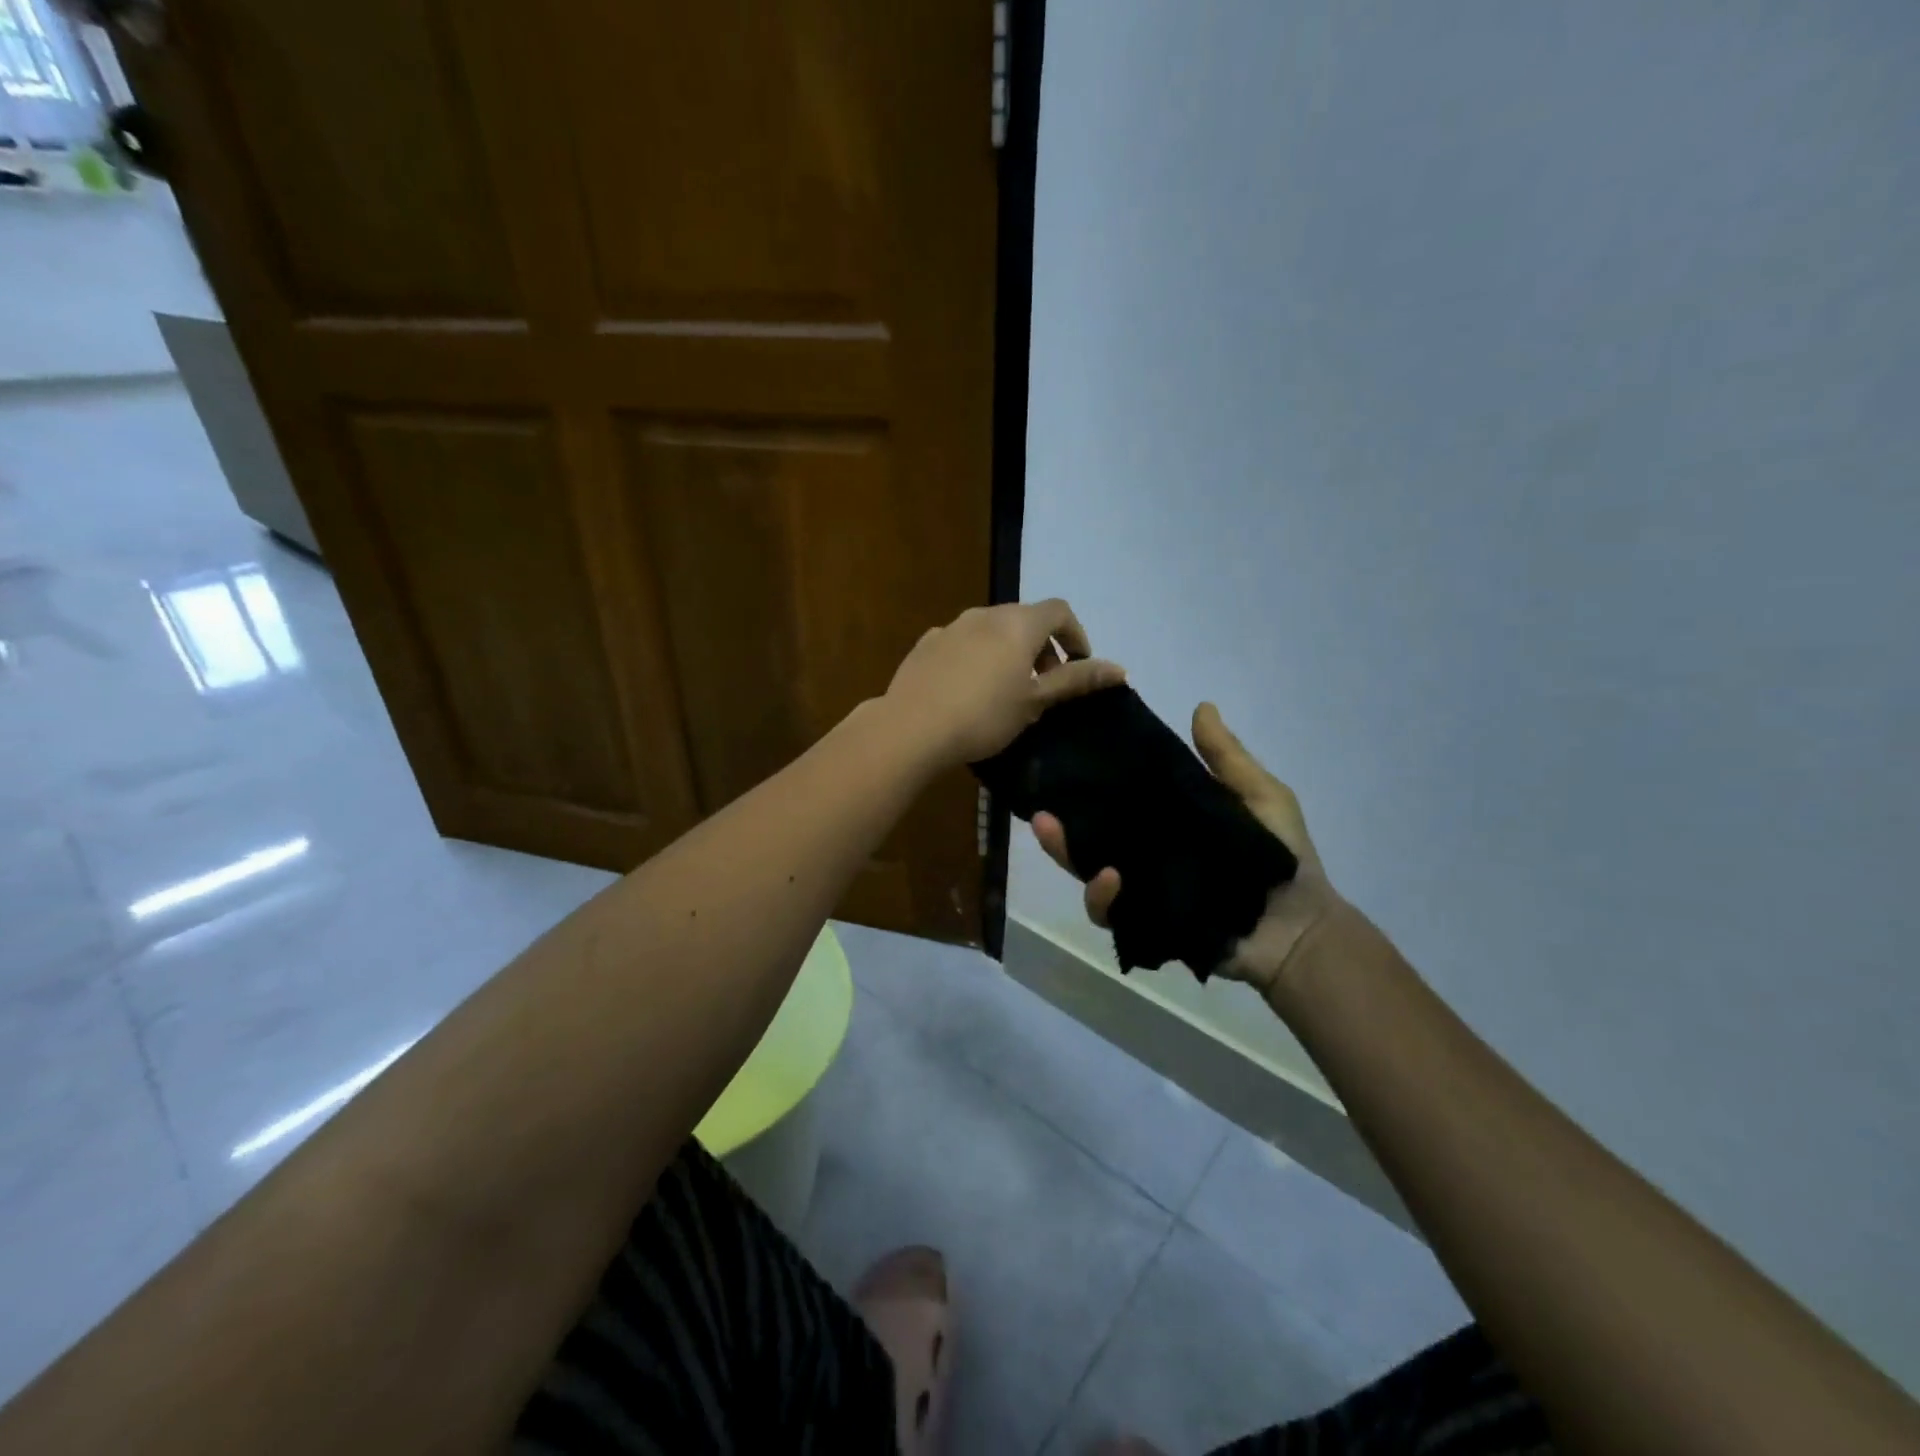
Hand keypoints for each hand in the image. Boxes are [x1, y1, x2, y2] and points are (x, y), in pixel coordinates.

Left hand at [882, 600, 1125, 766]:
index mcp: (1018, 623)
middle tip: (1044, 684)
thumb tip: (1120, 669)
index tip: (1077, 667)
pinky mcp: (926, 644)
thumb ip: (1076, 680)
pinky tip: (968, 690)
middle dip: (1042, 646)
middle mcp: (985, 614)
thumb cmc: (984, 716)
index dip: (1075, 635)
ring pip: (991, 630)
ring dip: (1009, 651)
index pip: (1059, 611)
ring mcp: (951, 627)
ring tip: (1006, 689)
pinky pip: (962, 643)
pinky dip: (977, 657)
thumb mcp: (1036, 701)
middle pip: (1024, 618)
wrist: (912, 728)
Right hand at [1032, 702, 1346, 994]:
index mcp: (1165, 822)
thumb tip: (1201, 706)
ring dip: (1068, 858)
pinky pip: (1111, 914)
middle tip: (1040, 813)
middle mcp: (1145, 855)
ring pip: (1089, 875)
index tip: (1066, 762)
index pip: (1117, 803)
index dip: (1089, 787)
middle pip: (1090, 840)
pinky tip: (1110, 880)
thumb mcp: (1259, 795)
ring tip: (1059, 838)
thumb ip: (1226, 758)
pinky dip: (1102, 898)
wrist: (1299, 926)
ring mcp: (1142, 891)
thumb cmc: (1280, 857)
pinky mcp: (1146, 923)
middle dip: (1059, 830)